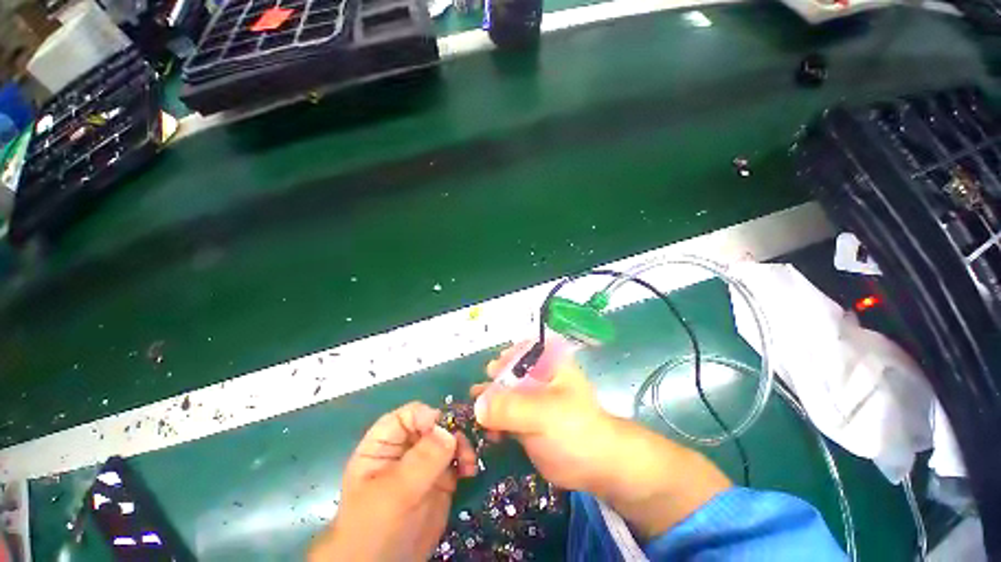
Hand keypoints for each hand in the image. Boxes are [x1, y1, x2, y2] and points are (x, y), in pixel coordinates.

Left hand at [308, 402, 478, 561]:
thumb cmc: (374, 528)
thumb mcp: (393, 492)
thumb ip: (421, 461)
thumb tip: (448, 432)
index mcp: (383, 445)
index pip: (406, 416)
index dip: (425, 416)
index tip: (443, 429)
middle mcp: (406, 449)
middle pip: (432, 424)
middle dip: (451, 429)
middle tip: (463, 447)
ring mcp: (424, 464)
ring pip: (448, 439)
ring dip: (462, 444)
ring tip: (469, 462)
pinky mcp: (440, 479)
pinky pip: (457, 459)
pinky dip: (467, 460)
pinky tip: (470, 470)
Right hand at [472, 337, 730, 538]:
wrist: (596, 465)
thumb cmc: (576, 428)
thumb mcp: (545, 413)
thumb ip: (511, 407)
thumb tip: (477, 405)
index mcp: (547, 361)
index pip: (522, 347)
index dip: (505, 356)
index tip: (492, 371)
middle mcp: (536, 374)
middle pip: (507, 369)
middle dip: (491, 381)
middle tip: (478, 393)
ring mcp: (529, 396)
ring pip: (503, 392)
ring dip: (488, 401)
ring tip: (476, 412)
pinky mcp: (523, 418)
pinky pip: (502, 413)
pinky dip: (492, 420)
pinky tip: (488, 431)